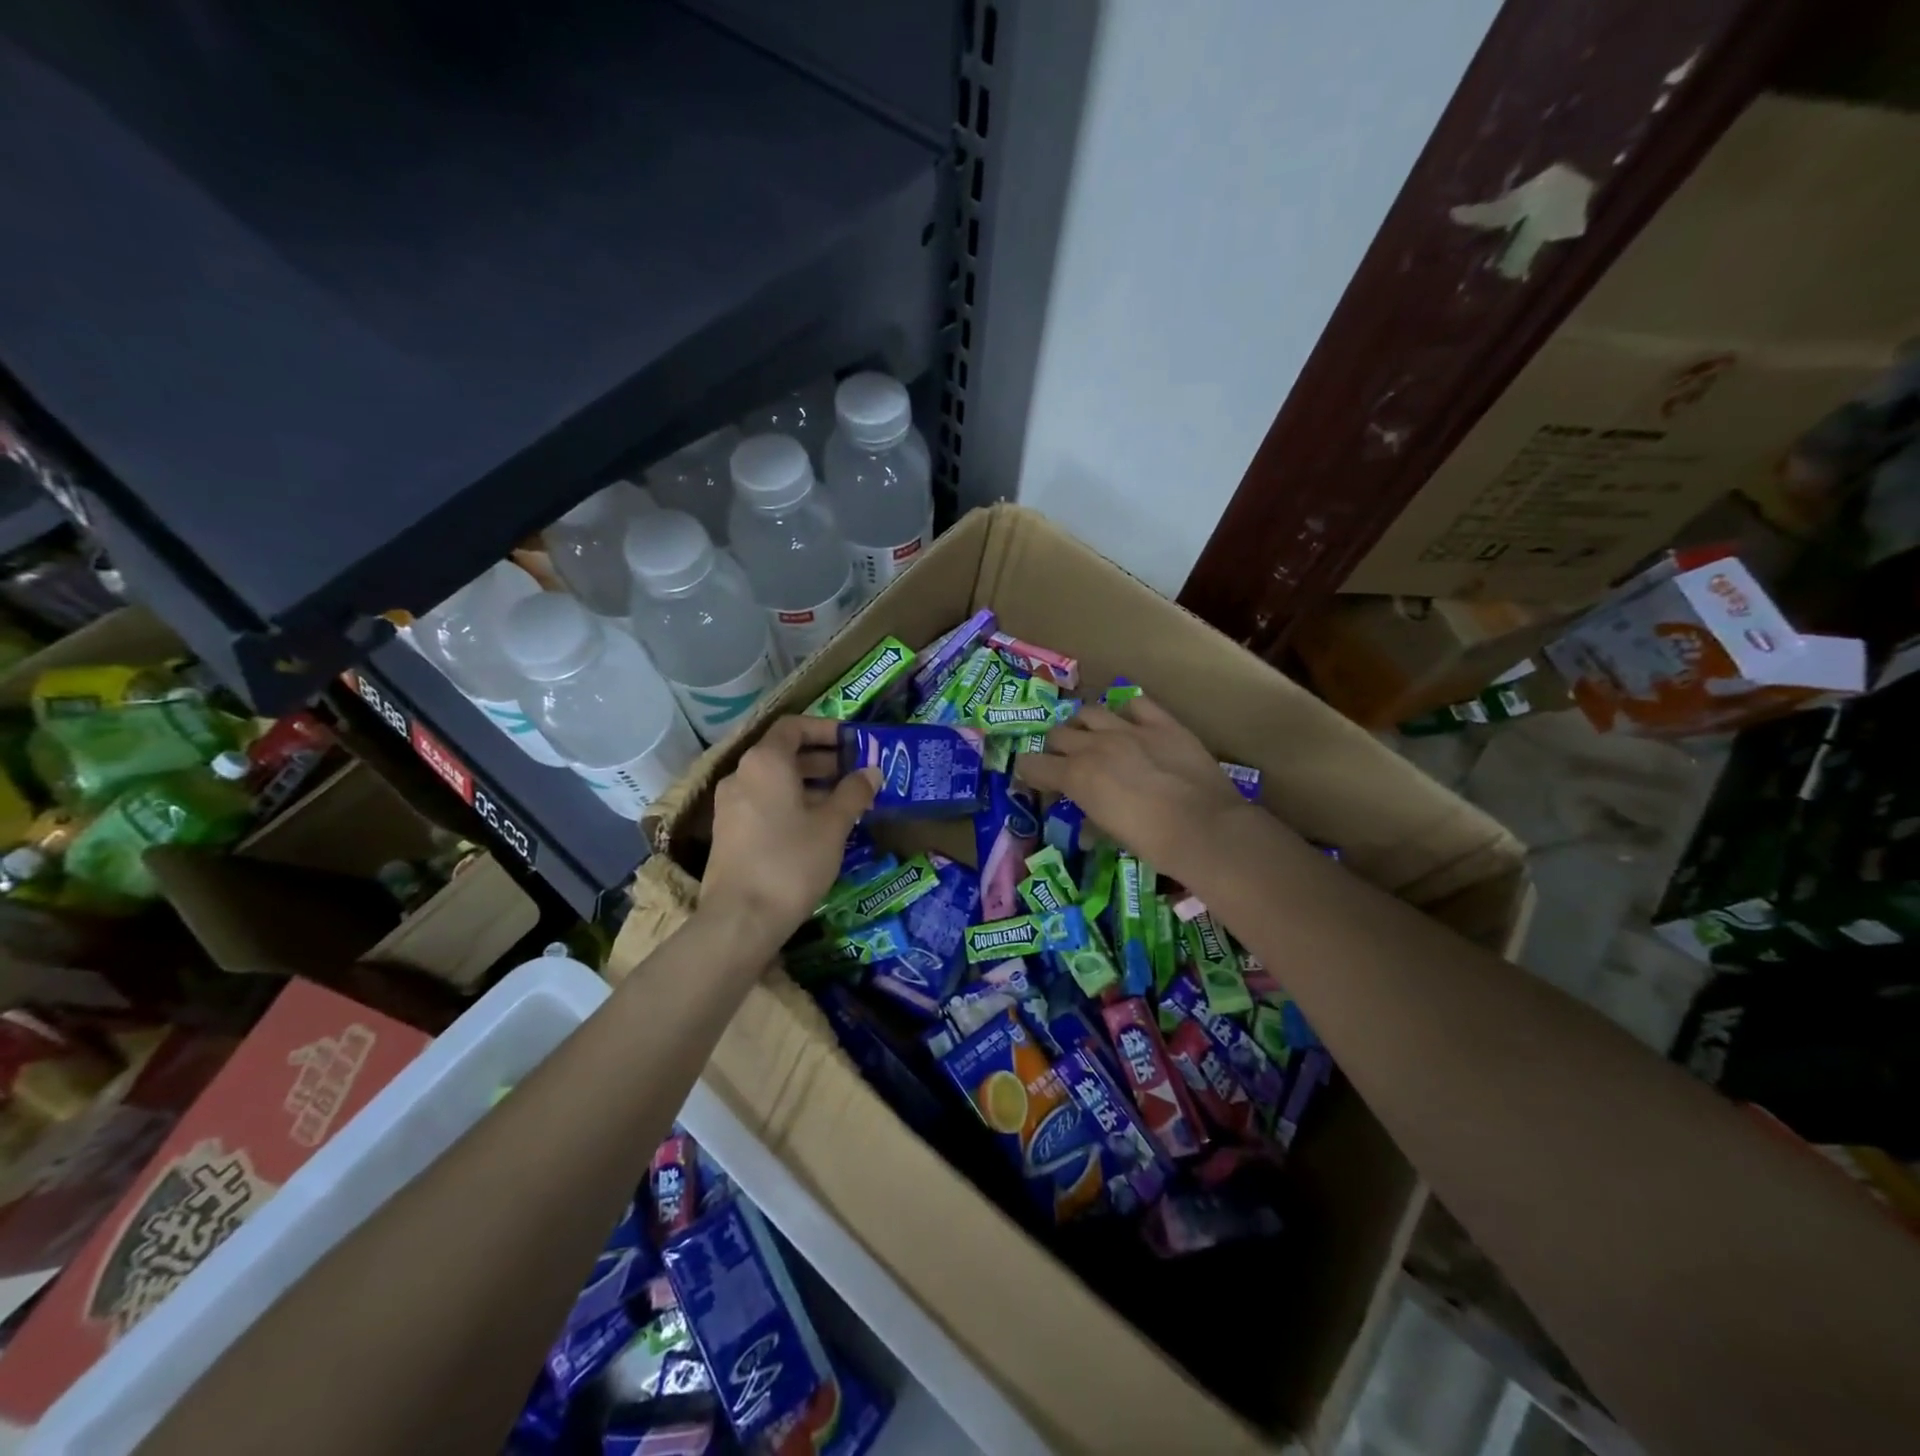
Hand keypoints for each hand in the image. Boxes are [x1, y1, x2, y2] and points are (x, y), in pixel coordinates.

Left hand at [701, 717, 877, 948]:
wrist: (741, 919)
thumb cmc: (791, 861)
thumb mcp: (833, 825)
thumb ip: (854, 792)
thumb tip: (871, 771)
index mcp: (765, 762)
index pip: (794, 726)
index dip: (825, 729)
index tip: (854, 741)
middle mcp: (742, 774)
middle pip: (784, 753)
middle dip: (822, 759)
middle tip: (856, 772)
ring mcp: (730, 804)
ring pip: (774, 780)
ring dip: (809, 783)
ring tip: (843, 801)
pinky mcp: (729, 832)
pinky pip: (764, 802)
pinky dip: (791, 803)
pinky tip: (817, 826)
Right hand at [1015, 695, 1249, 879]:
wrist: (1205, 828)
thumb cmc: (1152, 843)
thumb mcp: (1111, 834)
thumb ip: (1090, 820)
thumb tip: (1086, 828)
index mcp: (1076, 776)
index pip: (1031, 764)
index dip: (1029, 772)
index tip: (1036, 781)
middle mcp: (1094, 745)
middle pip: (1057, 733)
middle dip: (1056, 748)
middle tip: (1067, 763)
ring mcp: (1129, 729)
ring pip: (1089, 712)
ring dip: (1084, 725)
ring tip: (1094, 738)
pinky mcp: (1162, 723)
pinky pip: (1135, 704)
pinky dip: (1127, 713)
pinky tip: (1132, 725)